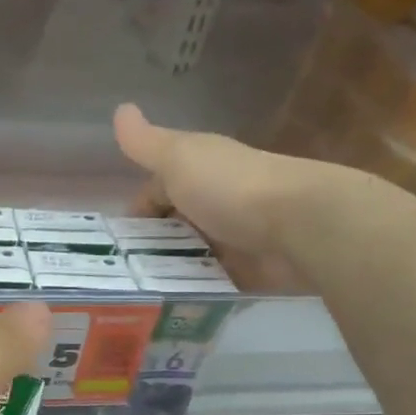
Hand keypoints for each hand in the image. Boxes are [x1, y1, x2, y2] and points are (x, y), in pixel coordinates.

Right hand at [113, 103, 359, 284]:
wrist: (300, 224)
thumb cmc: (231, 187)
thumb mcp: (179, 159)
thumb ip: (146, 143)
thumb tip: (119, 108)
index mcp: (200, 169)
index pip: (158, 189)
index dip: (137, 210)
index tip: (115, 239)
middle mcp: (217, 199)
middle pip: (174, 223)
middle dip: (150, 244)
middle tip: (122, 273)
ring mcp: (234, 235)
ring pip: (192, 253)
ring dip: (171, 269)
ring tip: (141, 294)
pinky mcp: (250, 268)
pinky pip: (214, 281)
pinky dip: (196, 291)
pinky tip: (173, 305)